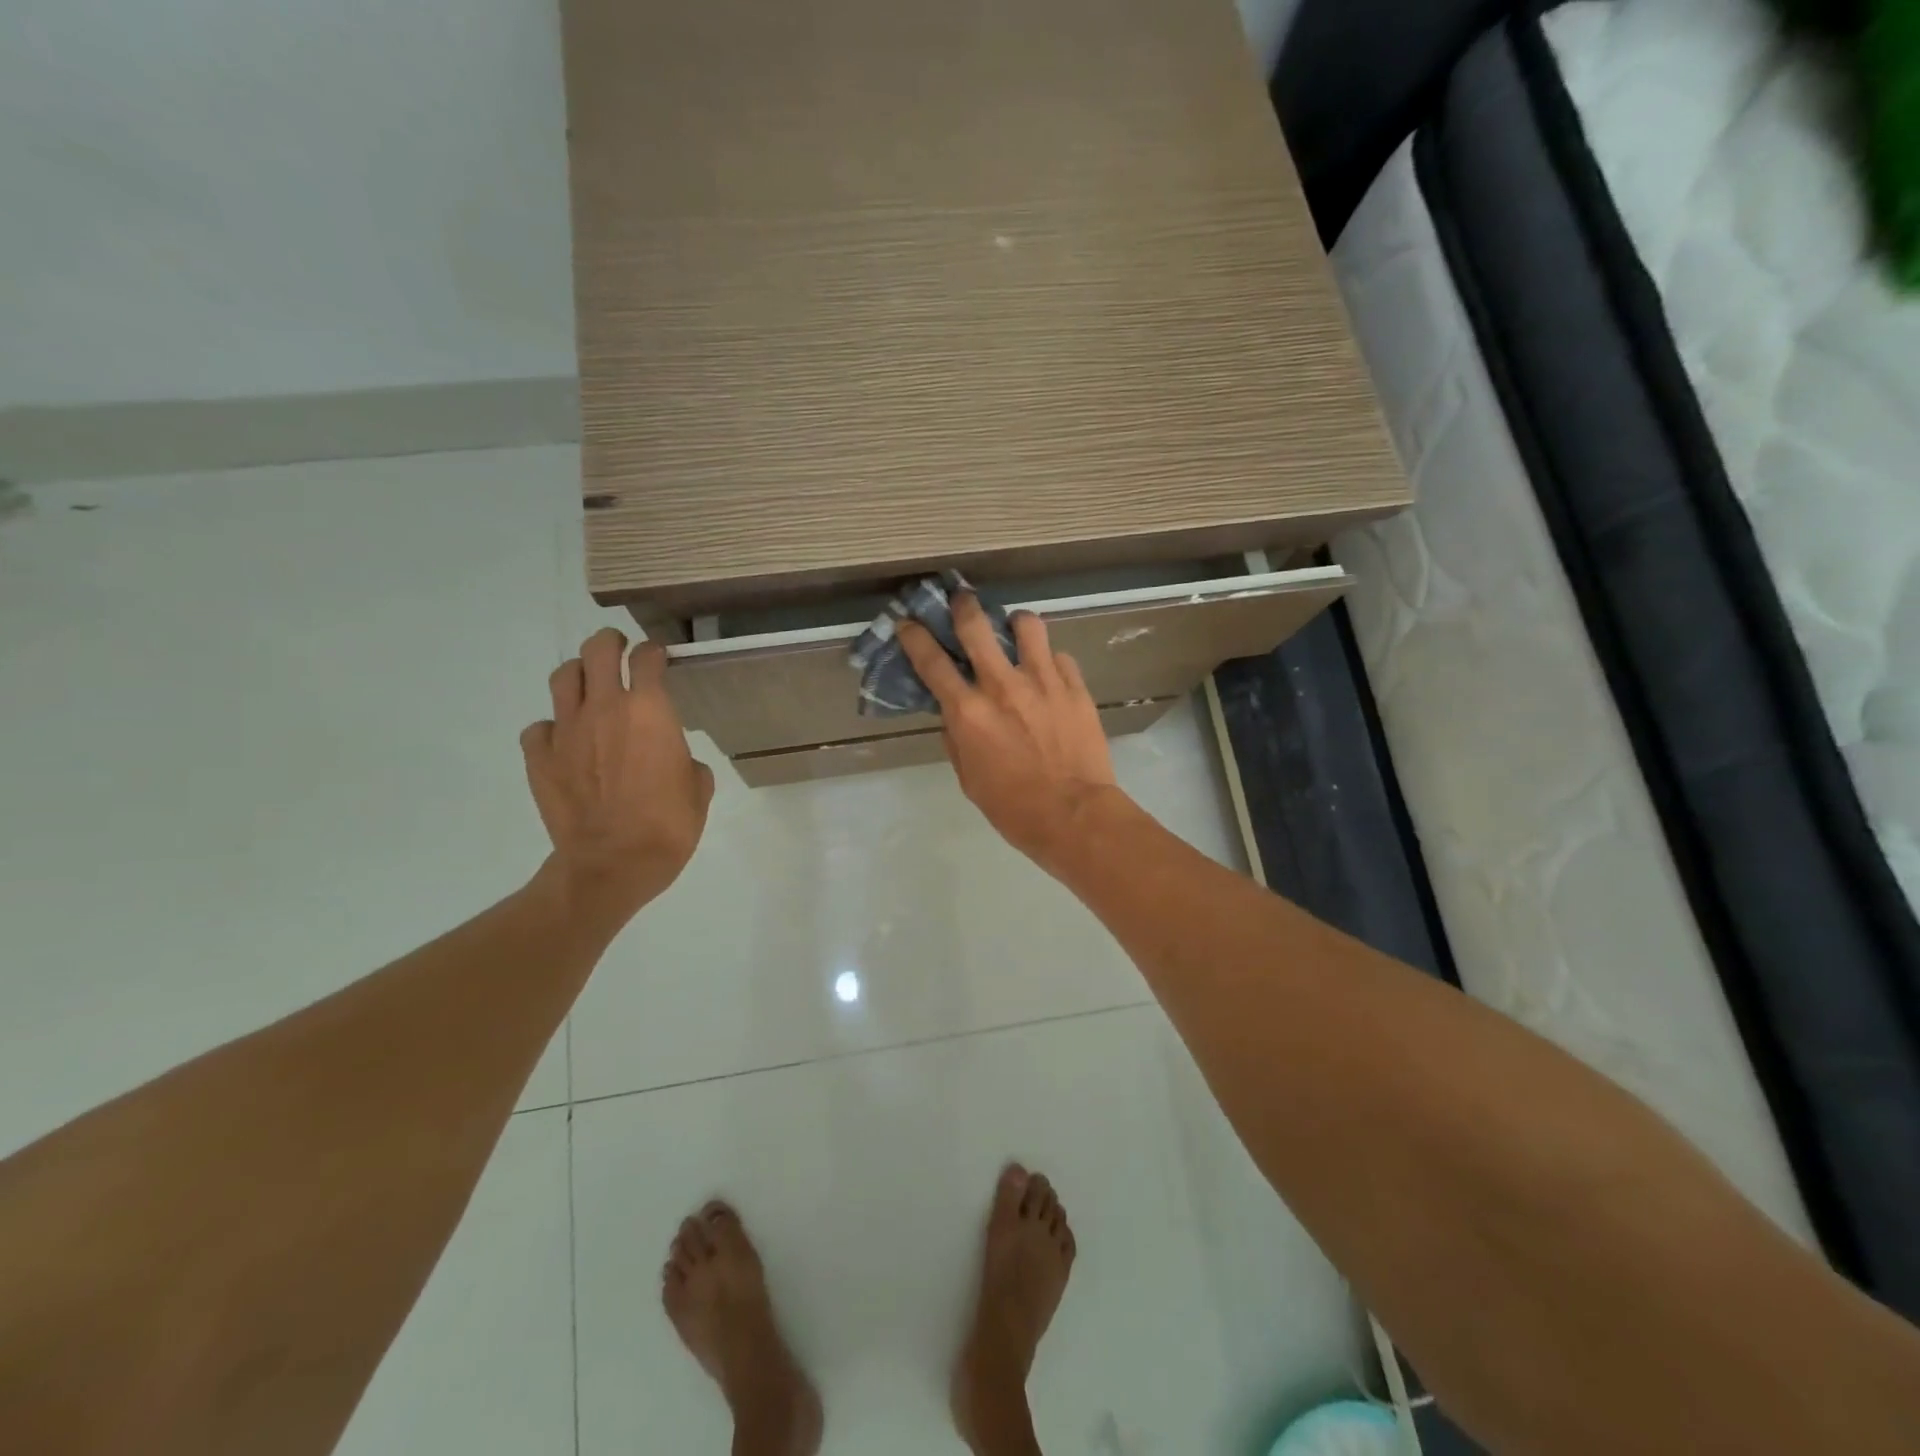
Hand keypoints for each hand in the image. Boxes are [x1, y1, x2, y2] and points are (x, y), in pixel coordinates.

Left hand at [521, 628, 714, 921]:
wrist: (613, 863)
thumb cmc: (668, 825)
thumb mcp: (698, 788)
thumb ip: (685, 760)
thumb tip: (673, 760)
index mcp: (650, 710)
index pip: (647, 658)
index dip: (654, 652)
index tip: (658, 657)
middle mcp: (605, 708)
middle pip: (598, 650)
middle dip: (610, 643)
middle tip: (617, 649)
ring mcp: (567, 730)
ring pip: (564, 677)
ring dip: (579, 675)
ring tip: (589, 687)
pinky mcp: (540, 757)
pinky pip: (540, 727)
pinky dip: (553, 727)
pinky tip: (565, 741)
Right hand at [896, 594, 1123, 870]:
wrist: (1075, 815)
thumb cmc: (1014, 807)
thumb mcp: (970, 779)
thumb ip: (957, 740)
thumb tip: (954, 715)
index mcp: (968, 712)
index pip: (931, 662)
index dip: (915, 637)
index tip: (909, 623)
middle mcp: (1002, 686)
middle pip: (976, 626)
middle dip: (963, 606)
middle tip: (962, 599)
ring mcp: (1043, 681)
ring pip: (1027, 626)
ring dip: (1016, 622)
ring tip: (1016, 628)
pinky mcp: (1075, 687)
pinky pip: (1059, 657)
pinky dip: (1049, 660)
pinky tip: (1049, 673)